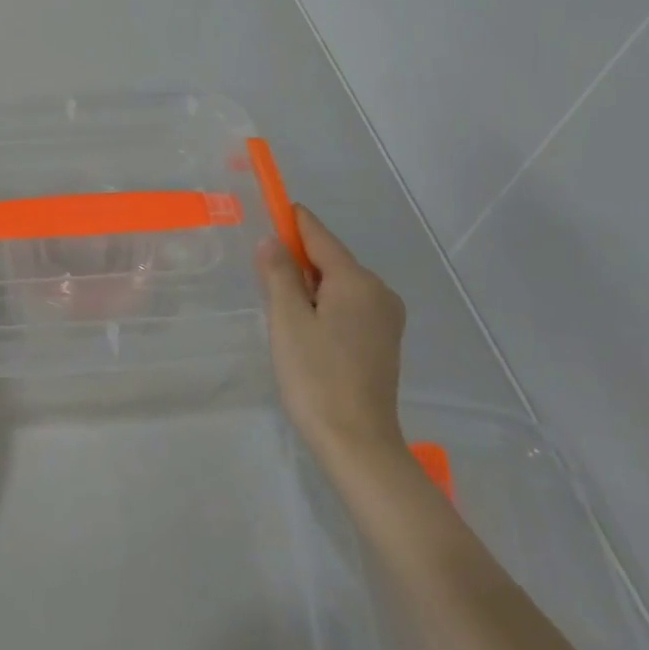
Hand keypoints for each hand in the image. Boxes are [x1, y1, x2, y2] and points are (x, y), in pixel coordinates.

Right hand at [256, 205, 408, 476]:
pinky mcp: (383, 340)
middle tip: (262, 274)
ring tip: (279, 308)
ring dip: (309, 286)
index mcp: (357, 281)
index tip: (268, 207)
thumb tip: (272, 240)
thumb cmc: (316, 376)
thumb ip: (279, 274)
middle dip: (297, 259)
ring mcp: (386, 317)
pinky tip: (305, 328)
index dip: (291, 220)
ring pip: (339, 284)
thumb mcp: (288, 320)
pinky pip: (348, 306)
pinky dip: (324, 305)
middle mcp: (379, 291)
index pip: (319, 235)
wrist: (357, 442)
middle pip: (331, 259)